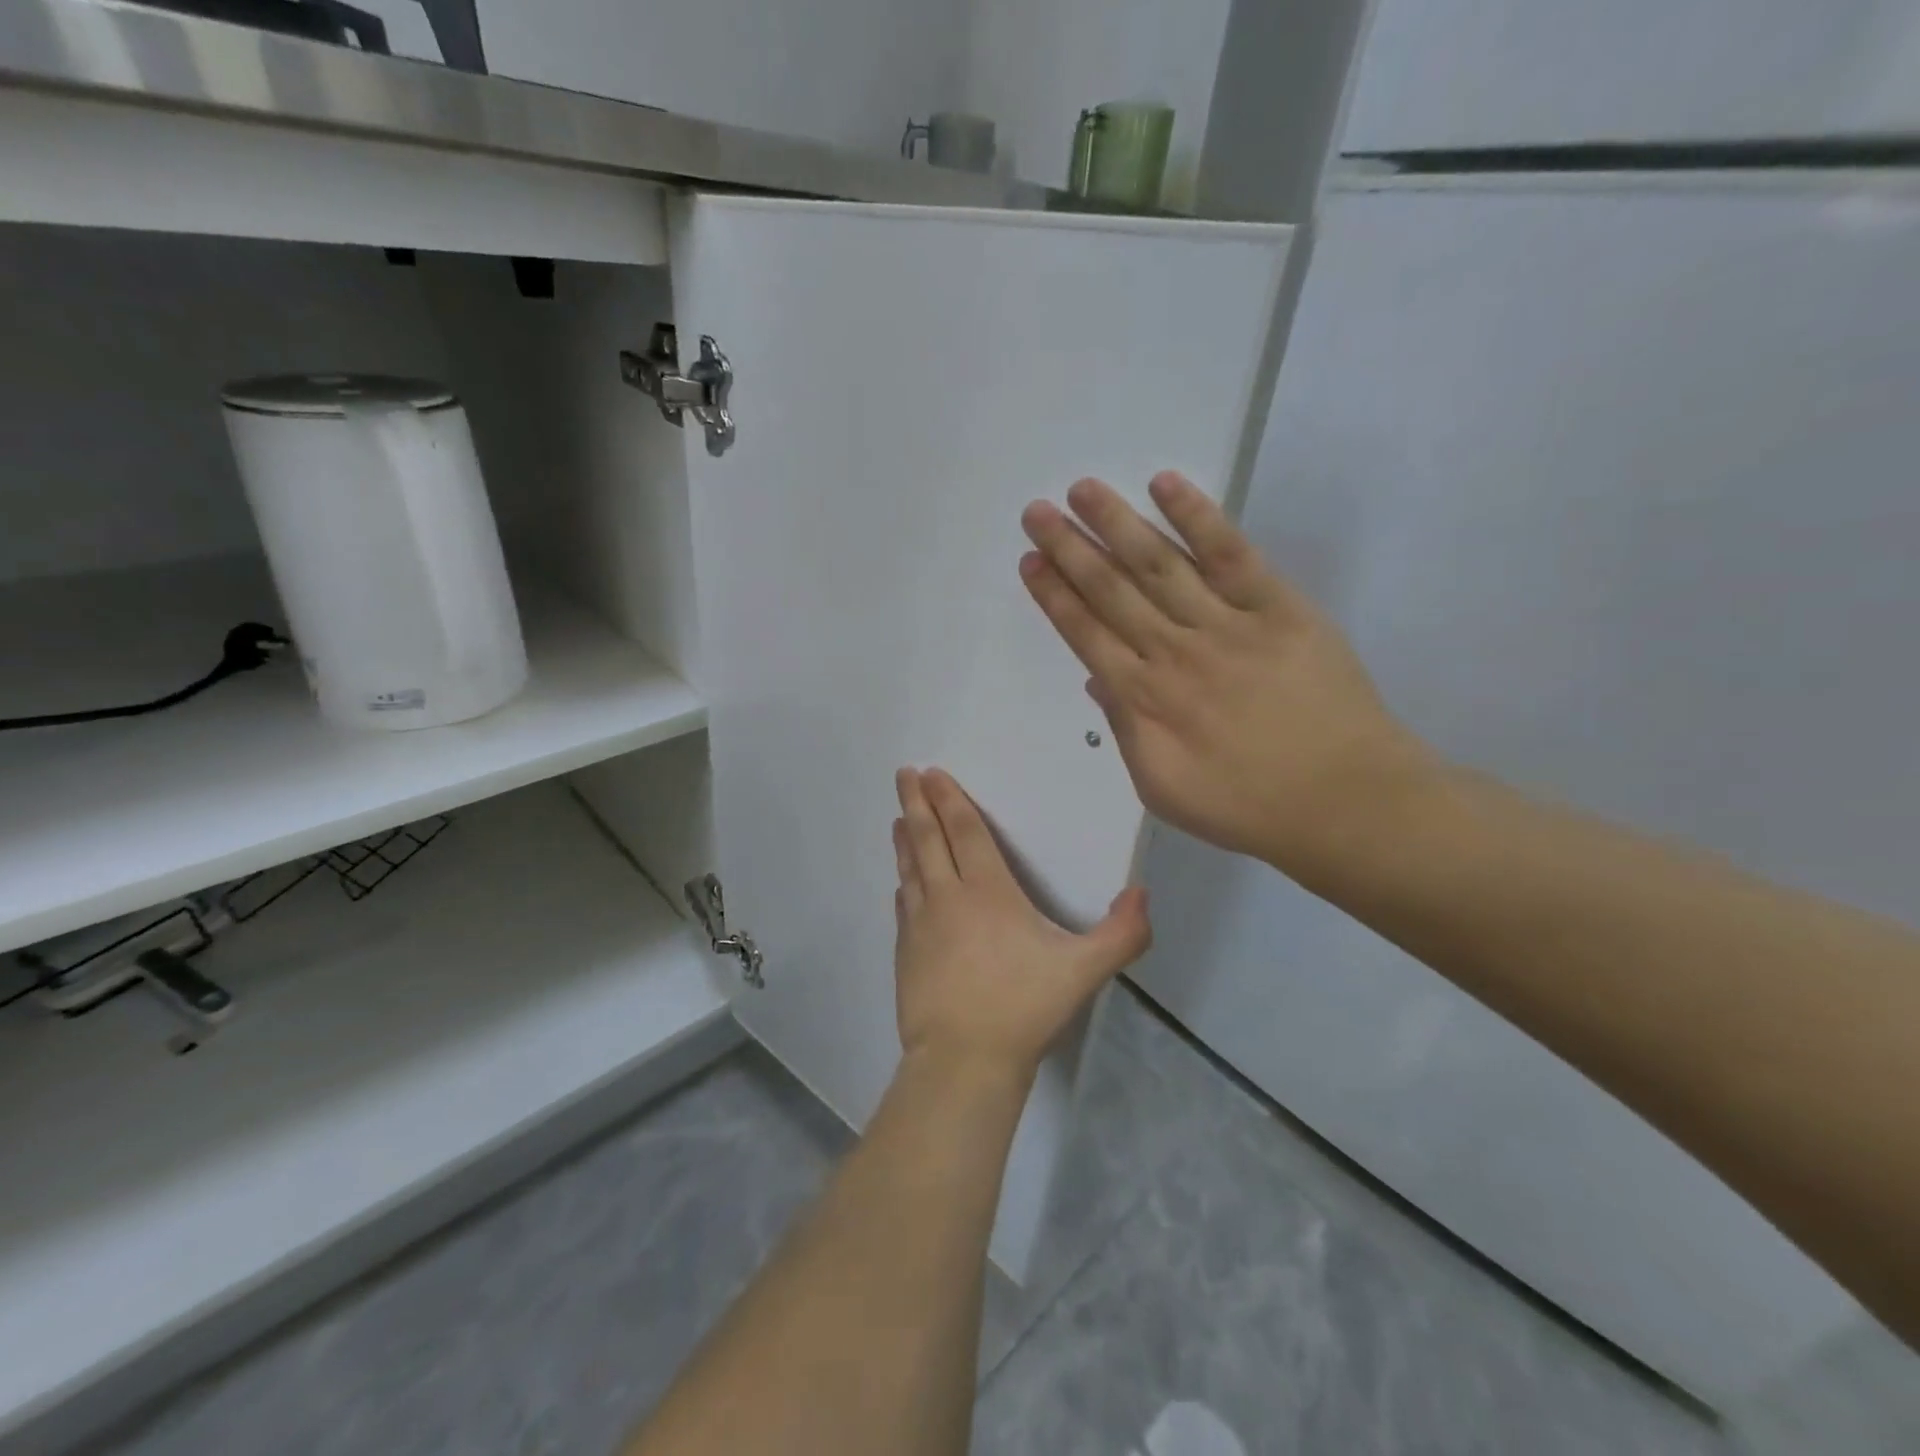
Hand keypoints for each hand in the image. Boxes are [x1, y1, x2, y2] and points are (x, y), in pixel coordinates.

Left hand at [892, 768, 1149, 1082]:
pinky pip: (904, 905)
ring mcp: (921, 925)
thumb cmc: (1023, 1008)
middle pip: (929, 839)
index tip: (931, 774)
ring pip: (911, 869)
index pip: (966, 833)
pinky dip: (904, 884)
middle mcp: (948, 897)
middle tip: (904, 775)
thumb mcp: (1083, 971)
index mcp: (988, 892)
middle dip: (916, 803)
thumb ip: (1120, 934)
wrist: (963, 1060)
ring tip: (899, 818)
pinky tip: (902, 883)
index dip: (949, 800)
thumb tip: (1143, 893)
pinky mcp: (905, 952)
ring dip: (906, 839)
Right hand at [1018, 472, 1437, 880]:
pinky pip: (1231, 554)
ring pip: (1160, 564)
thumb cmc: (1246, 806)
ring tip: (1083, 490)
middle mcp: (1174, 650)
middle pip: (1112, 590)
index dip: (1054, 595)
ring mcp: (1227, 623)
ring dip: (1118, 523)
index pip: (1086, 634)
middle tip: (1037, 510)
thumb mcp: (1161, 789)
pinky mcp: (1278, 607)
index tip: (1030, 561)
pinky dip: (1197, 517)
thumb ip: (1125, 730)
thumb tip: (1096, 680)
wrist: (1344, 801)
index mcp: (1144, 698)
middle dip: (1069, 548)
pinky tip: (1166, 485)